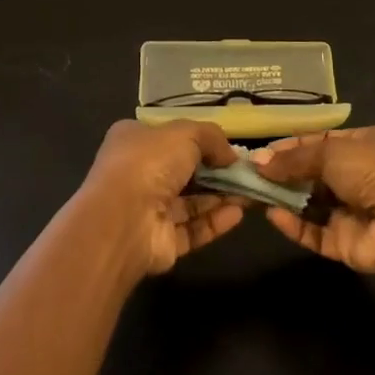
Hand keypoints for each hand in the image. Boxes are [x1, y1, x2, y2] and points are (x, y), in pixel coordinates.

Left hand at [80, 119, 244, 276]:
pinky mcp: (160, 242)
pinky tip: (238, 214)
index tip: (227, 145)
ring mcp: (147, 210)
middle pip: (184, 170)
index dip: (198, 139)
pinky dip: (215, 221)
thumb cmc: (149, 162)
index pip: (168, 136)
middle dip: (216, 171)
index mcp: (134, 140)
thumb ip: (211, 137)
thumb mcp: (185, 133)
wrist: (122, 221)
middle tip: (247, 172)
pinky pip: (192, 229)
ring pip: (191, 201)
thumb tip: (231, 154)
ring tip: (252, 192)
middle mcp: (138, 173)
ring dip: (221, 196)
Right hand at [254, 125, 374, 274]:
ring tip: (252, 194)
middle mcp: (359, 176)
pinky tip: (272, 216)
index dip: (290, 147)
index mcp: (363, 144)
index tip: (259, 154)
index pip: (320, 142)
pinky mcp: (347, 244)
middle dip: (282, 174)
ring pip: (311, 205)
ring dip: (285, 200)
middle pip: (312, 174)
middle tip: (248, 176)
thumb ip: (295, 158)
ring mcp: (353, 211)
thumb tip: (259, 161)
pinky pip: (315, 233)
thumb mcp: (333, 151)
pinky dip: (295, 226)